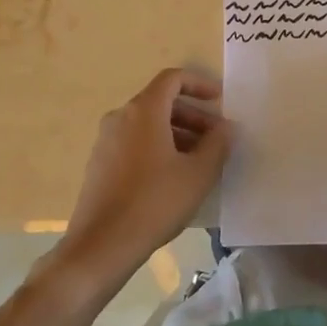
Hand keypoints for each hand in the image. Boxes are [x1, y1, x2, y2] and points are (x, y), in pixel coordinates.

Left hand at [60, 69, 230, 293]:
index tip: (220, 101)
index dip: (199, 84)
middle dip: (193, 115)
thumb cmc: (154, 203)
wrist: (100, 246)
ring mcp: (106, 141)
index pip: (173, 79)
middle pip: (162, 102)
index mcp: (143, 111)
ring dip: (178, 134)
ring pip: (148, 125)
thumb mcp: (198, 174)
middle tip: (217, 139)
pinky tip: (174, 177)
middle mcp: (120, 117)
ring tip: (200, 161)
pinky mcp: (100, 164)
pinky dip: (158, 147)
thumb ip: (218, 144)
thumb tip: (226, 127)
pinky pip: (135, 143)